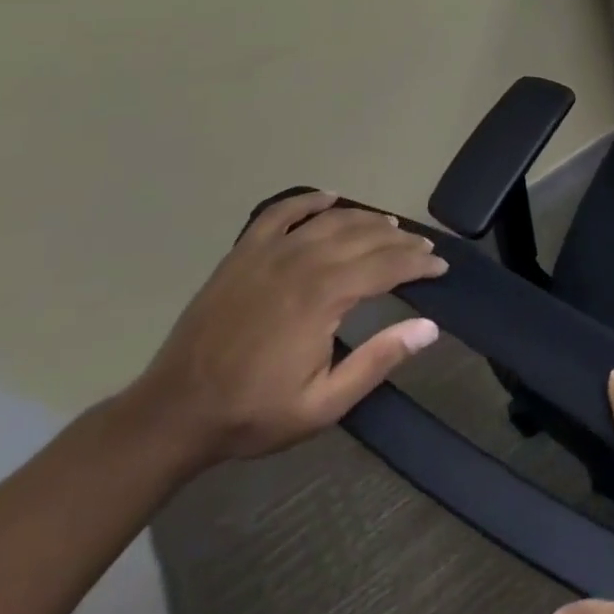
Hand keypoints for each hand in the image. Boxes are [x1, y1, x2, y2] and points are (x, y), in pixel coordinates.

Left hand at [125, 189, 448, 468]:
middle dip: (401, 242)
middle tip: (424, 250)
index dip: (419, 264)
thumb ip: (378, 362)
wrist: (172, 414)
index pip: (388, 265)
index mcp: (324, 296)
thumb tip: (429, 327)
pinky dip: (309, 201)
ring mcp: (270, 253)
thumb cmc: (252, 412)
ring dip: (367, 220)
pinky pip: (282, 213)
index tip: (441, 268)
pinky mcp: (243, 253)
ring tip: (389, 229)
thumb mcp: (323, 404)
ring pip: (332, 221)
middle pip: (366, 237)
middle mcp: (303, 262)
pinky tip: (329, 199)